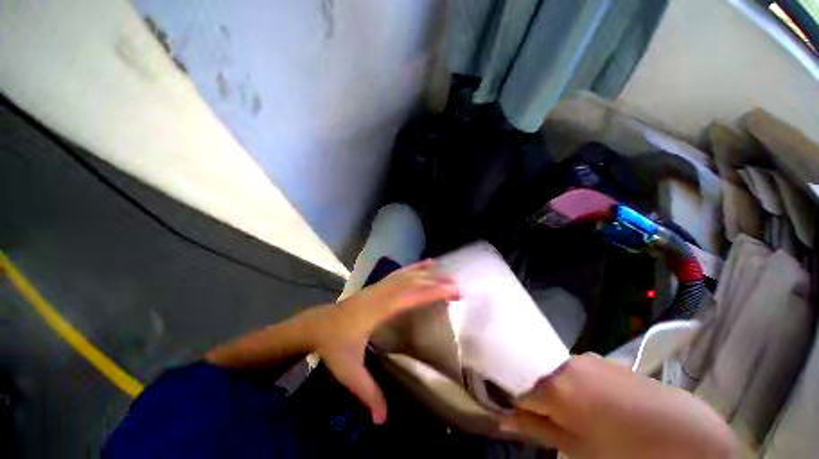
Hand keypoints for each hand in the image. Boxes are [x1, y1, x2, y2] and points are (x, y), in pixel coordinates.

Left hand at [307, 260, 458, 423]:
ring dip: (428, 273)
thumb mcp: (348, 371)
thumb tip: (383, 420)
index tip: (453, 291)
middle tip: (458, 286)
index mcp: (377, 310)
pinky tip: (425, 263)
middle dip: (436, 282)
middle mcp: (381, 293)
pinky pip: (400, 272)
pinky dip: (415, 266)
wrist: (317, 324)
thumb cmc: (333, 345)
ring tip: (447, 273)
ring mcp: (380, 286)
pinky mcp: (379, 285)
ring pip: (407, 274)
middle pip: (412, 282)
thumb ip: (367, 392)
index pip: (409, 297)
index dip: (431, 292)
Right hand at [501, 354, 734, 458]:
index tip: (524, 418)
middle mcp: (564, 362)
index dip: (518, 405)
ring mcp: (585, 357)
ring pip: (556, 372)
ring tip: (579, 413)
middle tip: (555, 420)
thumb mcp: (575, 447)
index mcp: (553, 385)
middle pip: (536, 377)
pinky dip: (576, 383)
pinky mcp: (602, 358)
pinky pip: (576, 368)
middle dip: (539, 397)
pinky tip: (597, 402)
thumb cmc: (624, 450)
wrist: (682, 432)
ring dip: (558, 390)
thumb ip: (535, 429)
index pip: (518, 390)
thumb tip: (503, 420)